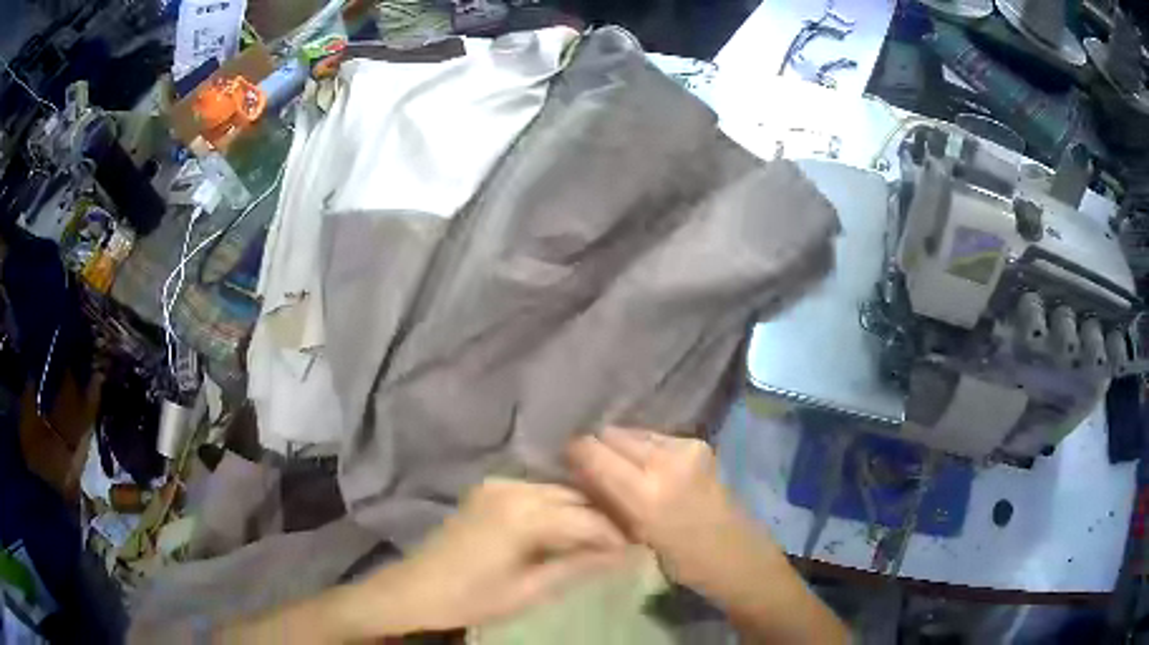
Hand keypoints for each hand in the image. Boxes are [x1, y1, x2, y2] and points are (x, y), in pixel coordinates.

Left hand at [364, 478, 628, 631]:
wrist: (416, 588)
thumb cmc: (472, 597)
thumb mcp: (530, 591)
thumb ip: (578, 568)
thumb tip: (623, 556)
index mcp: (523, 514)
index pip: (587, 519)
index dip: (616, 535)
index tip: (638, 549)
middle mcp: (513, 488)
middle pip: (575, 497)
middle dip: (603, 519)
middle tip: (626, 542)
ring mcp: (498, 485)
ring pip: (557, 491)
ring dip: (582, 511)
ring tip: (602, 537)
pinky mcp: (489, 490)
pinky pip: (536, 492)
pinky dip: (557, 507)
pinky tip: (567, 528)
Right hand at [567, 427, 769, 595]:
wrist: (737, 556)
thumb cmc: (682, 561)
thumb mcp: (636, 537)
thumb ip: (609, 501)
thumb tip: (582, 476)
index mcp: (646, 494)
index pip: (593, 452)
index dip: (575, 453)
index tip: (566, 463)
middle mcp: (665, 461)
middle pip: (612, 434)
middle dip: (597, 447)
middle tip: (590, 467)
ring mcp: (686, 448)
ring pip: (634, 432)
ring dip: (621, 446)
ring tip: (618, 468)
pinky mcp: (698, 444)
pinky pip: (656, 438)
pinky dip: (643, 448)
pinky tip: (646, 467)